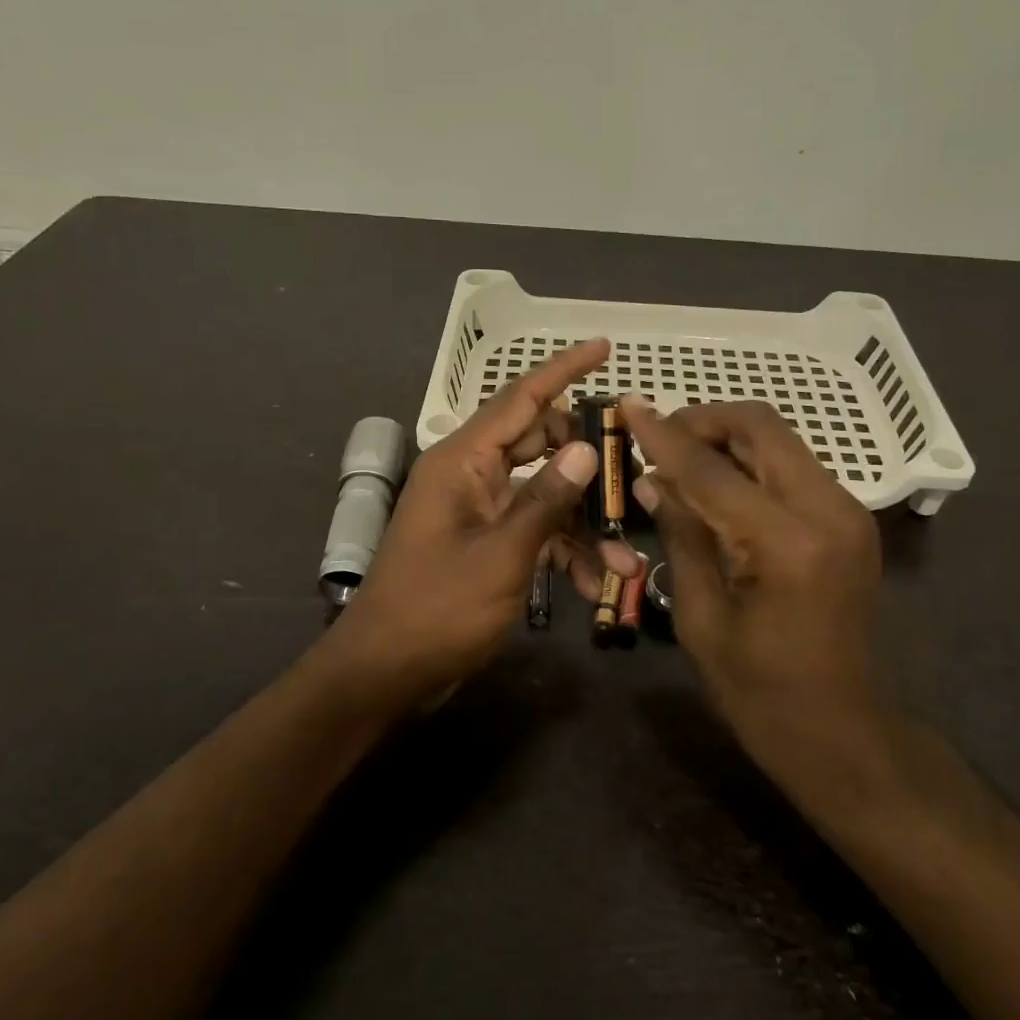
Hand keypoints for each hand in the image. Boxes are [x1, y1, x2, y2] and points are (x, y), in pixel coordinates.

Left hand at [322, 340, 639, 711]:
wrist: (386, 672)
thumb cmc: (438, 609)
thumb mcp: (502, 554)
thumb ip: (546, 499)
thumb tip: (586, 449)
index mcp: (464, 461)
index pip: (520, 398)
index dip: (563, 370)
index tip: (603, 346)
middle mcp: (472, 475)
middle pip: (541, 446)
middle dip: (588, 466)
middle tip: (633, 480)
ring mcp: (479, 511)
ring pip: (545, 496)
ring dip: (583, 525)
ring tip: (625, 563)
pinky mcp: (487, 544)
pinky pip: (534, 531)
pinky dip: (563, 552)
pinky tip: (593, 586)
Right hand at [620, 397, 896, 792]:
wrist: (843, 735)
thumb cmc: (759, 692)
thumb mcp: (699, 617)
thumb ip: (680, 535)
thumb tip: (651, 479)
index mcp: (787, 543)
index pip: (711, 468)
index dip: (662, 435)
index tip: (627, 405)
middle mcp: (829, 511)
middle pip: (761, 427)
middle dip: (703, 421)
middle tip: (657, 439)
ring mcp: (849, 512)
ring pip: (779, 440)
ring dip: (726, 438)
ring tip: (679, 461)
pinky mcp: (851, 520)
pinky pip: (791, 467)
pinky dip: (749, 462)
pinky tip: (716, 484)